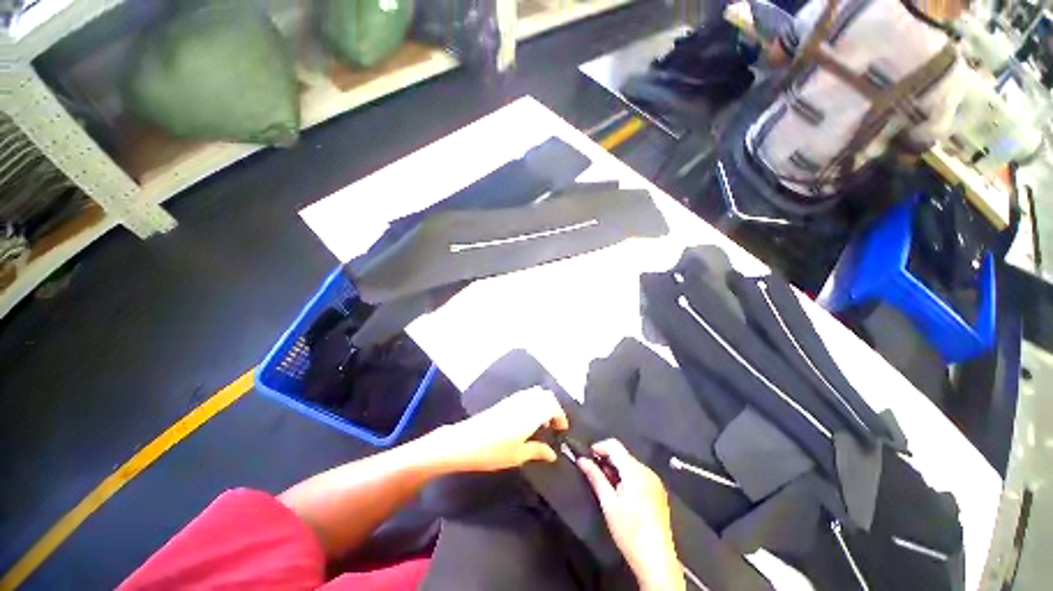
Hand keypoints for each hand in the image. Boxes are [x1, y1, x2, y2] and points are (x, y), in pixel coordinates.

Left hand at [431, 386, 568, 472]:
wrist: (465, 441)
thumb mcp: (518, 455)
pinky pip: (526, 395)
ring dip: (543, 404)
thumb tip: (553, 454)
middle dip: (554, 407)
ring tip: (542, 423)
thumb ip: (537, 451)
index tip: (562, 430)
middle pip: (545, 395)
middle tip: (554, 425)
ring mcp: (514, 399)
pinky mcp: (505, 401)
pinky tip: (528, 420)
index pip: (553, 406)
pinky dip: (533, 403)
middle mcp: (525, 401)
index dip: (561, 416)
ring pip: (535, 393)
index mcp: (531, 413)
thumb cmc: (493, 451)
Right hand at [578, 439, 684, 590]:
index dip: (598, 447)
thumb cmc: (629, 532)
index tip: (587, 457)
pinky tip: (620, 493)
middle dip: (606, 460)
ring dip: (616, 468)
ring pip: (630, 464)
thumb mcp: (608, 504)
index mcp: (636, 471)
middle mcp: (647, 471)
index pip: (614, 445)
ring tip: (606, 486)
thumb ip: (595, 477)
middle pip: (623, 454)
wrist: (656, 561)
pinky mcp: (658, 492)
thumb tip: (582, 460)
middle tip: (593, 473)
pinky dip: (626, 477)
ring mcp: (655, 481)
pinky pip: (639, 474)